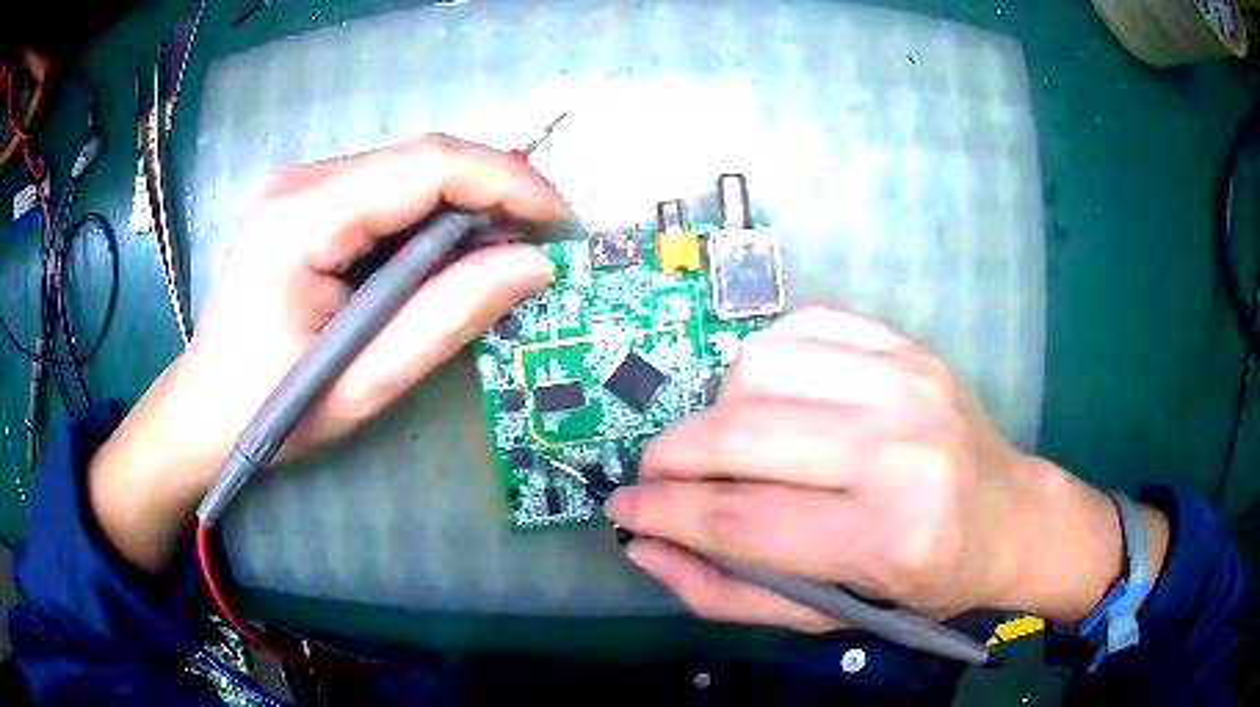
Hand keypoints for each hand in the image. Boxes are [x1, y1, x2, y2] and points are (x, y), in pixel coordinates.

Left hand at [188, 135, 564, 456]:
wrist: (205, 410)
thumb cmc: (271, 409)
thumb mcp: (364, 381)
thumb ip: (448, 316)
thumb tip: (533, 264)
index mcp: (300, 218)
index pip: (426, 165)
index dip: (506, 183)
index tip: (560, 222)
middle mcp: (298, 179)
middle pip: (420, 159)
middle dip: (491, 196)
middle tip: (535, 248)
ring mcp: (297, 182)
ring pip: (407, 171)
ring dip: (461, 208)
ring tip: (494, 259)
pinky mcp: (302, 197)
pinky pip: (384, 189)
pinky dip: (427, 218)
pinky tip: (440, 258)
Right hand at [606, 308, 1167, 630]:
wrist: (1011, 518)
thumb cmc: (926, 583)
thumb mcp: (833, 615)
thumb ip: (731, 591)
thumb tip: (648, 546)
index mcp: (886, 536)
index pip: (738, 519)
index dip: (662, 514)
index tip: (624, 510)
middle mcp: (899, 447)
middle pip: (740, 435)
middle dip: (671, 458)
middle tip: (657, 478)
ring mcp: (906, 382)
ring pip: (760, 368)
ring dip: (717, 409)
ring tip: (727, 444)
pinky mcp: (907, 346)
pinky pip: (801, 326)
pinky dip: (762, 362)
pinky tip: (768, 397)